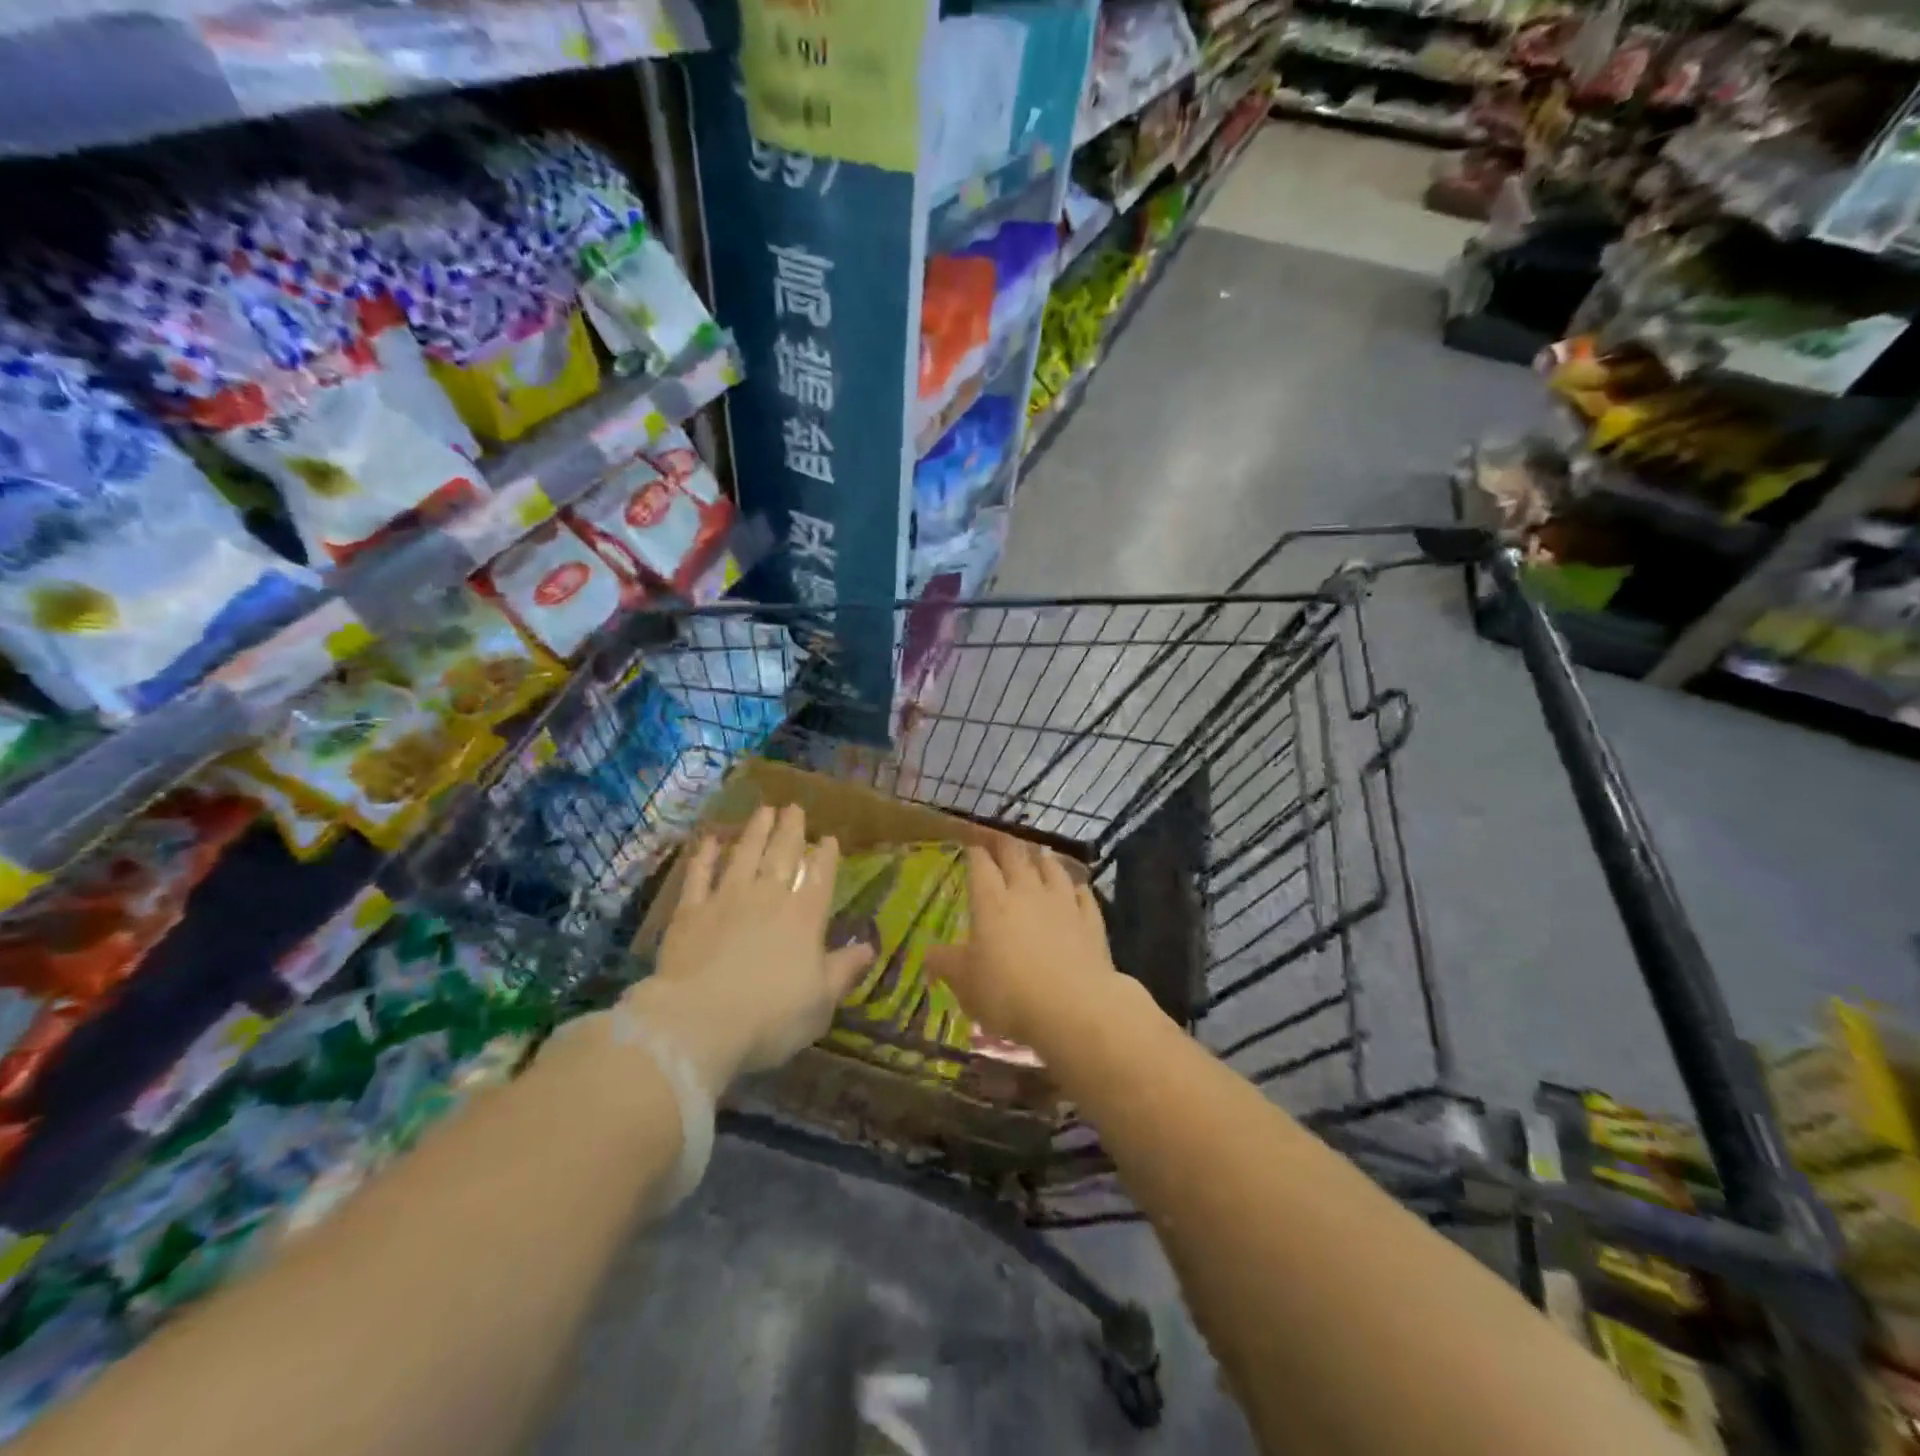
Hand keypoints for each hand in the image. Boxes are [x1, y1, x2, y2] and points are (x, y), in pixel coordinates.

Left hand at [628, 805, 873, 1093]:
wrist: (699, 1023)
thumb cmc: (771, 1017)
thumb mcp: (821, 1002)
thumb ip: (844, 970)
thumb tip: (868, 947)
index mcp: (804, 918)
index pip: (819, 877)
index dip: (826, 857)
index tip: (829, 838)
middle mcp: (768, 898)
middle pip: (783, 855)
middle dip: (791, 830)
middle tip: (795, 808)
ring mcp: (726, 899)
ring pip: (744, 855)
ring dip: (756, 831)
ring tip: (764, 810)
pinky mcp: (690, 911)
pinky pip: (699, 874)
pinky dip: (705, 855)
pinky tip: (710, 840)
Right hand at [928, 840, 1123, 1053]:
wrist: (1074, 1008)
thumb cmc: (1009, 995)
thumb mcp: (965, 984)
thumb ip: (946, 964)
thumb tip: (928, 953)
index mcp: (991, 902)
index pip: (981, 866)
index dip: (975, 853)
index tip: (971, 846)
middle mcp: (1026, 893)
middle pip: (1016, 857)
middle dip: (1005, 845)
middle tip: (1000, 839)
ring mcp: (1062, 904)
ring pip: (1052, 869)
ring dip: (1043, 859)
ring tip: (1039, 855)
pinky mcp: (1091, 921)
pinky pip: (1083, 895)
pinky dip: (1077, 888)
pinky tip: (1076, 888)